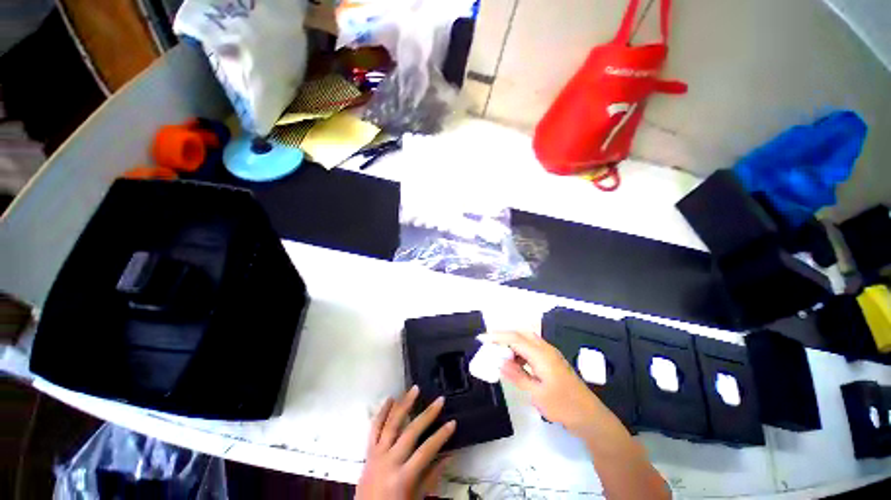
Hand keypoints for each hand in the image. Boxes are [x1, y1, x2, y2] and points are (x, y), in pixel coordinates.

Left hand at [356, 386, 456, 499]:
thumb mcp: (416, 498)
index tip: (453, 422)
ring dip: (404, 404)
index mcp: (402, 477)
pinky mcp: (368, 452)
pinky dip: (382, 412)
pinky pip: (374, 429)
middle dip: (427, 415)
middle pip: (410, 432)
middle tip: (439, 400)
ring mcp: (377, 455)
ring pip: (391, 424)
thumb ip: (432, 476)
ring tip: (414, 389)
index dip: (441, 436)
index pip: (426, 451)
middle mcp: (389, 461)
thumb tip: (450, 455)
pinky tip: (390, 399)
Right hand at [478, 331, 603, 434]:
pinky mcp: (553, 360)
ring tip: (501, 354)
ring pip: (527, 339)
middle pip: (522, 333)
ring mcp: (551, 354)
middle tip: (490, 342)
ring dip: (513, 342)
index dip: (497, 336)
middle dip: (504, 335)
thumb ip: (517, 376)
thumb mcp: (536, 394)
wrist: (589, 416)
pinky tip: (517, 362)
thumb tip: (500, 362)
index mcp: (541, 355)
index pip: (515, 338)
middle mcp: (546, 349)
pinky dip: (521, 350)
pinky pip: (533, 347)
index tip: (482, 338)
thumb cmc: (563, 406)